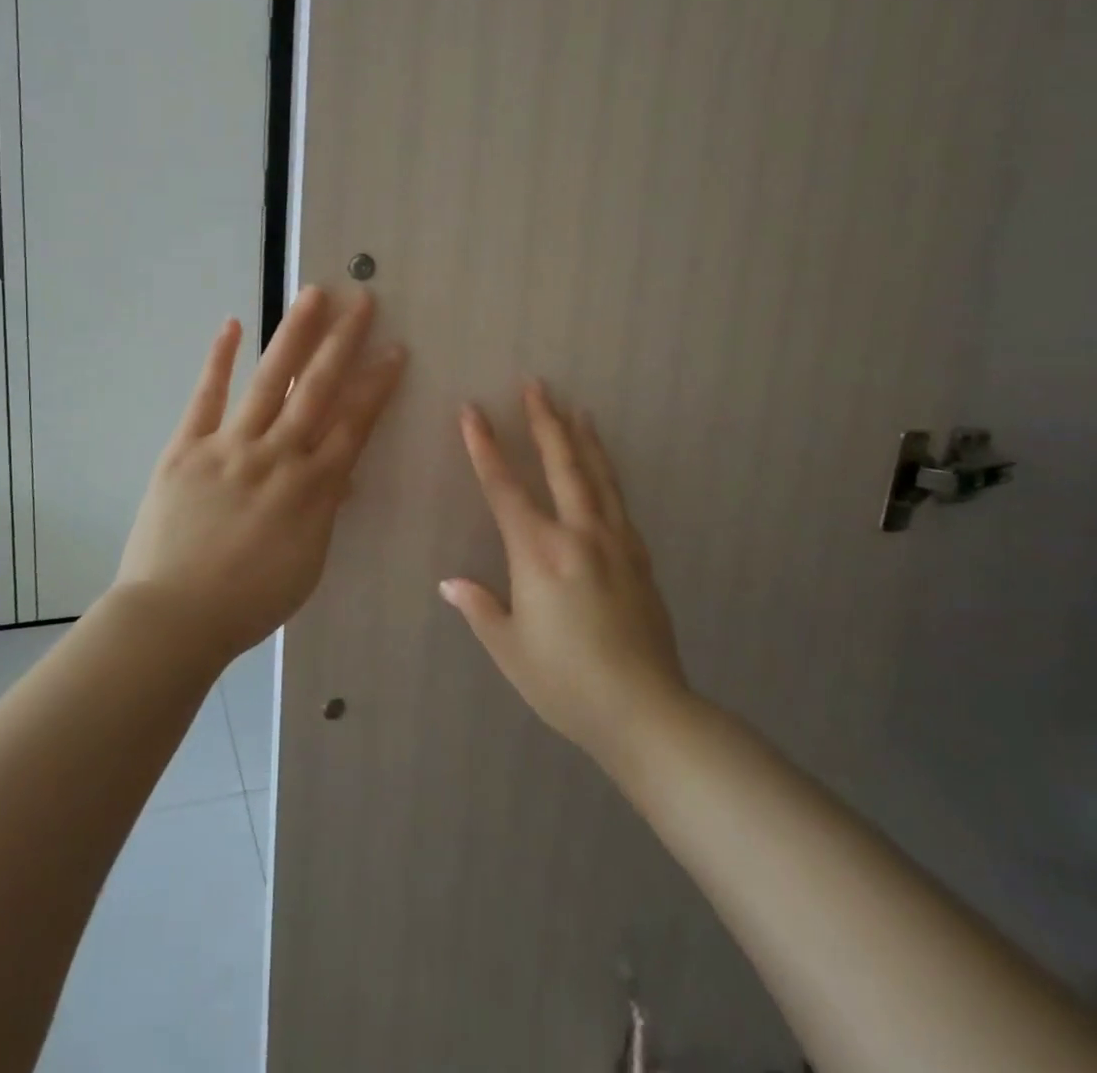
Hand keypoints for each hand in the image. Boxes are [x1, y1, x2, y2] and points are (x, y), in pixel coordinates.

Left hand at [116, 287, 406, 658]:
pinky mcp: (186, 448)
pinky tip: (233, 325)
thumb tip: (341, 475)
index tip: (394, 349)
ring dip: (294, 335)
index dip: (377, 384)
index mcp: (312, 488)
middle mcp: (277, 456)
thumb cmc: (249, 601)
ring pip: (270, 381)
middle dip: (344, 342)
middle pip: (318, 389)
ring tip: (314, 295)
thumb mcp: (308, 564)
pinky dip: (219, 360)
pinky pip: (205, 397)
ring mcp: (229, 447)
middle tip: (363, 300)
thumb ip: (325, 512)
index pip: (354, 424)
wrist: (174, 617)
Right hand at [443, 381, 687, 758]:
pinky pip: (619, 501)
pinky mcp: (640, 558)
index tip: (471, 411)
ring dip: (582, 438)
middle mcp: (578, 535)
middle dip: (543, 421)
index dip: (484, 447)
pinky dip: (607, 473)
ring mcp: (615, 542)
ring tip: (575, 407)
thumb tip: (450, 583)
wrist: (646, 711)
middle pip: (560, 464)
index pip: (504, 488)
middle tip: (535, 385)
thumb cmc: (566, 684)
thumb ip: (480, 608)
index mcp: (539, 554)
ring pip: (597, 475)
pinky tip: (604, 468)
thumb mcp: (510, 650)